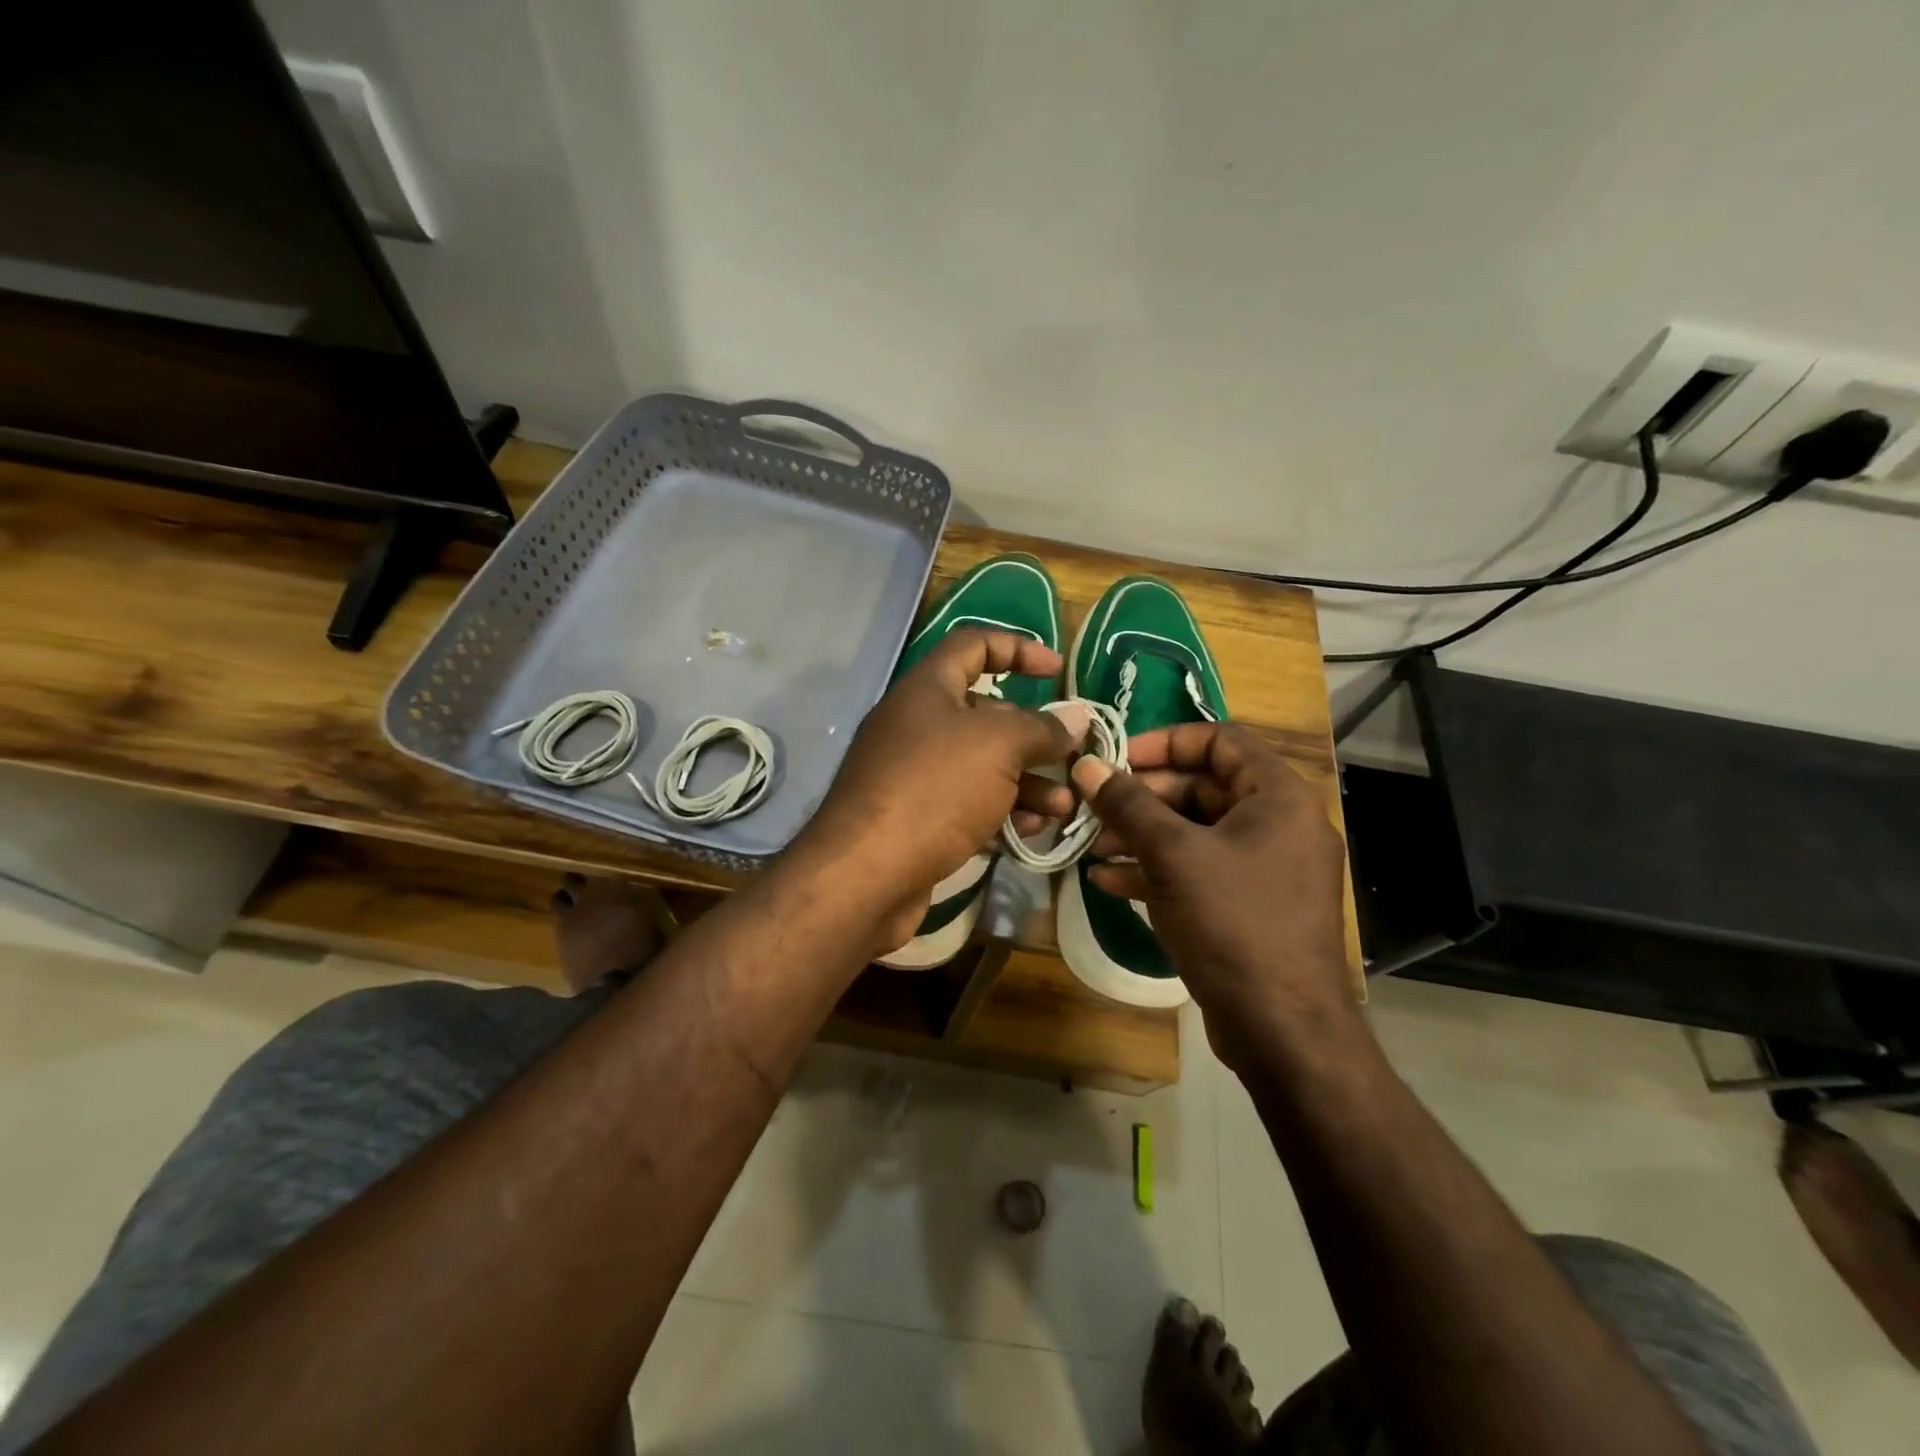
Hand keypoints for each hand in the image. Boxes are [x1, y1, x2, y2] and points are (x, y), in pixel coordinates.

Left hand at [799, 631, 1083, 952]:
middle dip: (1034, 736)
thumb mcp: (998, 746)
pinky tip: (1031, 832)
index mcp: (927, 688)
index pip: (973, 645)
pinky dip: (1002, 812)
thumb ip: (1041, 728)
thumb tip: (1076, 718)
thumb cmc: (934, 789)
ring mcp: (914, 774)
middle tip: (1073, 758)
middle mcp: (917, 724)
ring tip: (1063, 807)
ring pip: (983, 766)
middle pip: (986, 714)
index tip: (1058, 672)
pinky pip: (969, 803)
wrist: (866, 875)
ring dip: (1027, 782)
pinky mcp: (918, 818)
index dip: (1018, 649)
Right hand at [1070, 722, 1356, 1070]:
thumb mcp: (1173, 855)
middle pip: (1202, 786)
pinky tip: (1108, 880)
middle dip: (1143, 796)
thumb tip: (1086, 765)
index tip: (1117, 758)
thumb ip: (1127, 805)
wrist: (1282, 1028)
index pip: (1220, 740)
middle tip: (1095, 807)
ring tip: (1092, 844)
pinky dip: (1156, 869)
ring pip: (1194, 831)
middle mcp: (1278, 824)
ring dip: (1141, 834)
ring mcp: (1265, 867)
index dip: (1164, 742)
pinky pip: (1198, 869)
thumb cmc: (1234, 923)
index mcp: (1278, 796)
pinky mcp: (1248, 905)